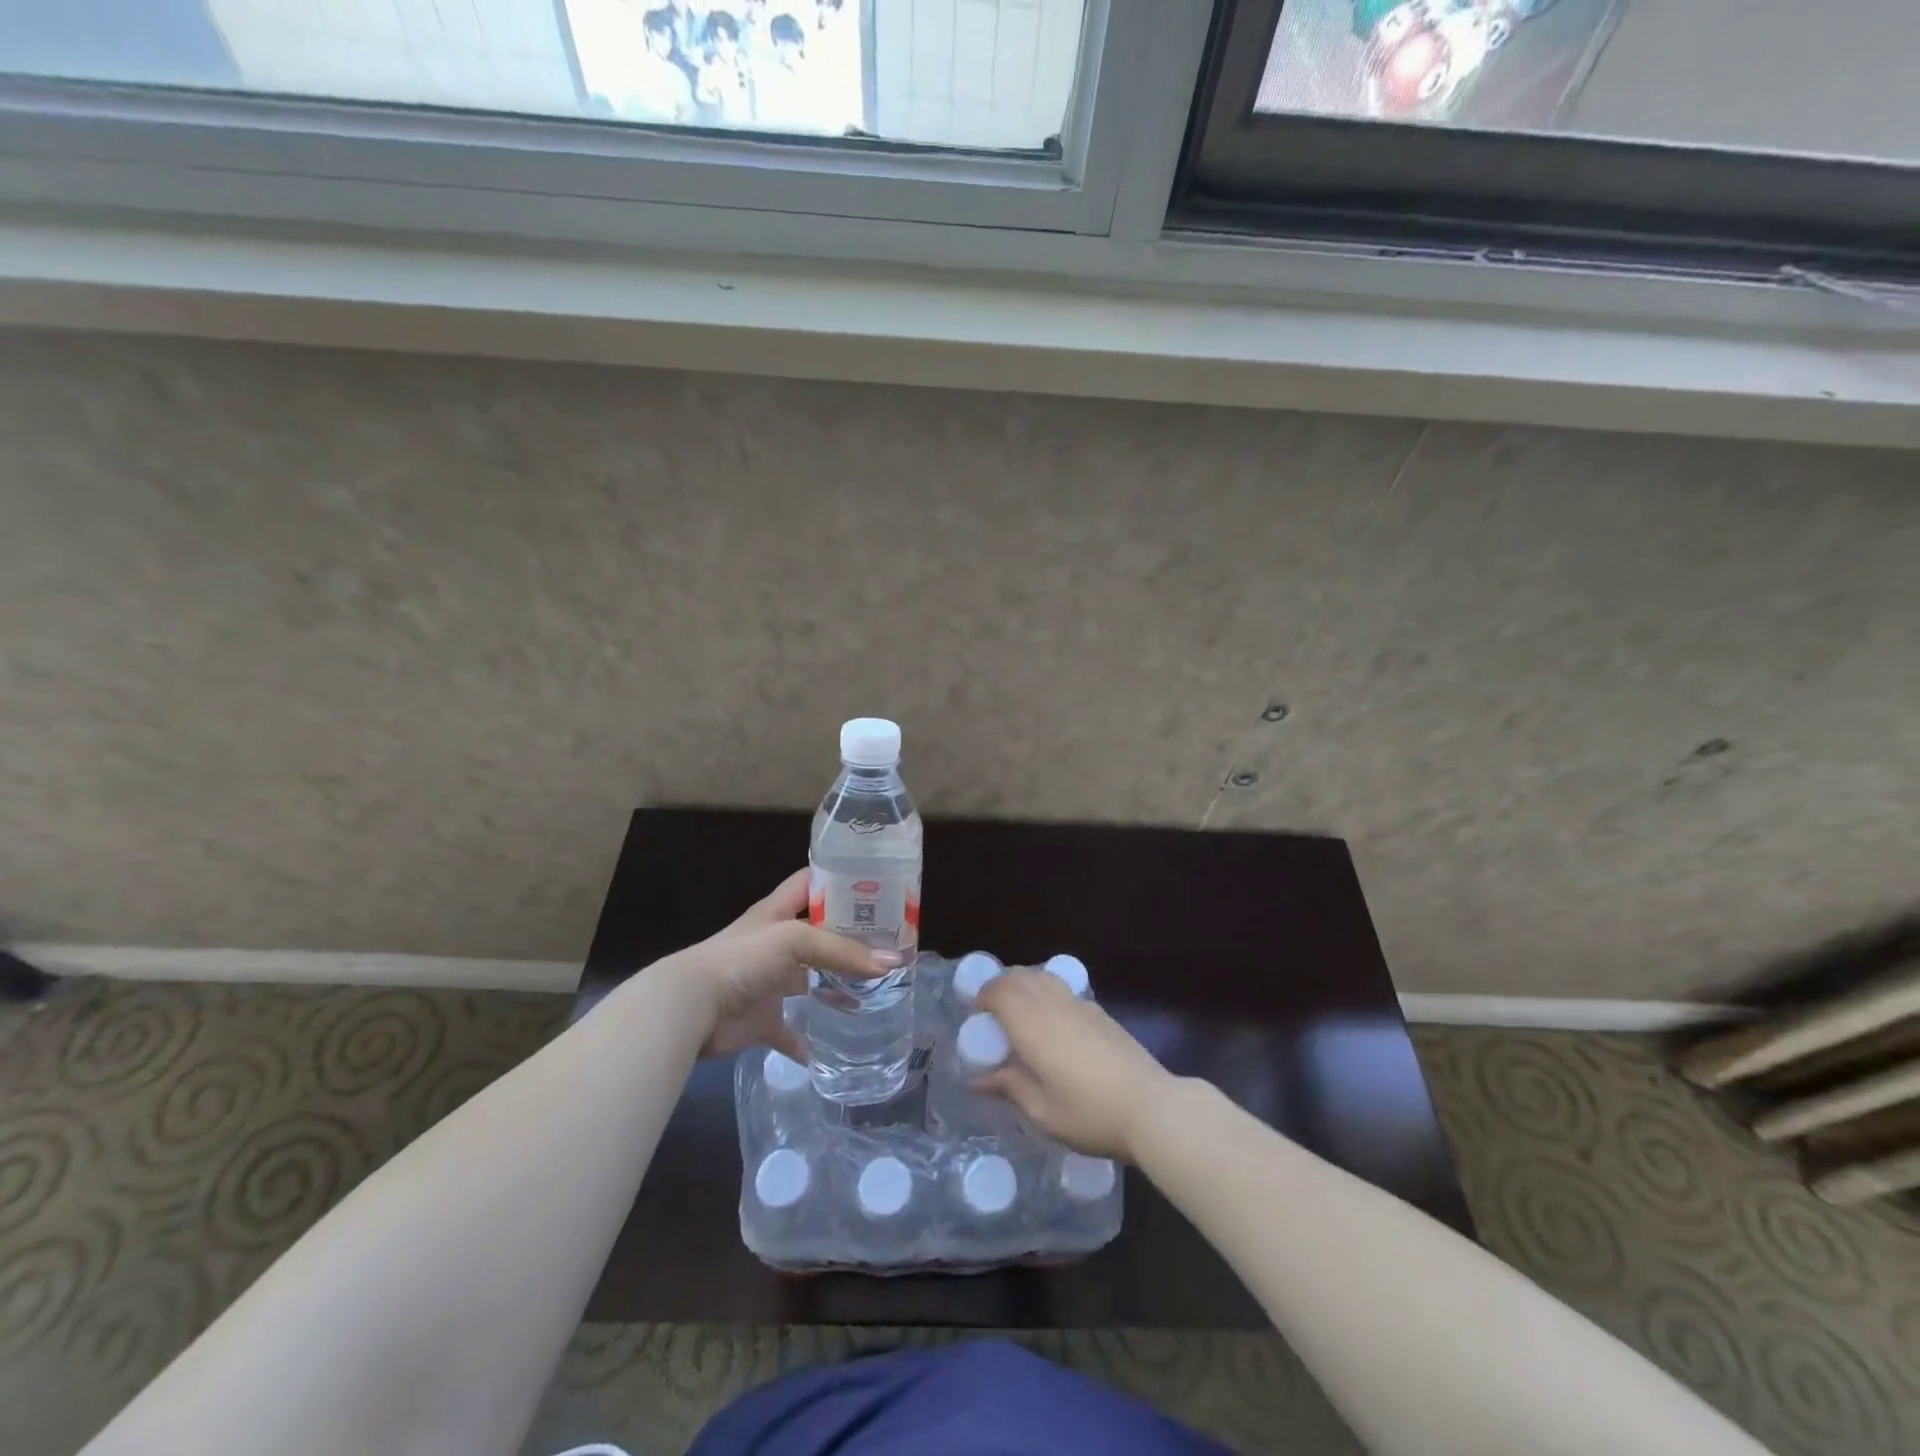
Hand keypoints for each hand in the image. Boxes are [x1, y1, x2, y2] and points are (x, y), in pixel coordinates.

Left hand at [666, 868, 897, 1061]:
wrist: (692, 1008)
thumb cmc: (743, 959)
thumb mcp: (795, 941)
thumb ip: (842, 951)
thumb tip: (892, 962)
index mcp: (778, 912)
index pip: (812, 882)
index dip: (840, 879)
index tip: (877, 883)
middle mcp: (775, 943)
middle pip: (819, 933)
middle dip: (850, 937)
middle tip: (891, 942)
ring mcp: (769, 982)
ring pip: (809, 980)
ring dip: (835, 985)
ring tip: (874, 990)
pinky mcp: (762, 1020)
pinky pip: (790, 1032)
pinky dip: (807, 1041)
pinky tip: (831, 1047)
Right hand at [974, 969, 1175, 1161]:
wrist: (1151, 1107)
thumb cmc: (1090, 1113)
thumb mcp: (1042, 1112)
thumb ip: (1009, 1087)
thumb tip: (977, 1080)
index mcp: (1032, 1025)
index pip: (1000, 990)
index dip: (984, 996)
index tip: (977, 1017)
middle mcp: (1053, 1005)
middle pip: (1020, 976)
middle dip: (1001, 986)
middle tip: (993, 1013)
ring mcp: (1080, 1005)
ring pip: (1043, 976)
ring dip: (1024, 985)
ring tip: (1020, 1013)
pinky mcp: (1100, 1012)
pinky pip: (1063, 989)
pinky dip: (1047, 993)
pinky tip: (1053, 1024)